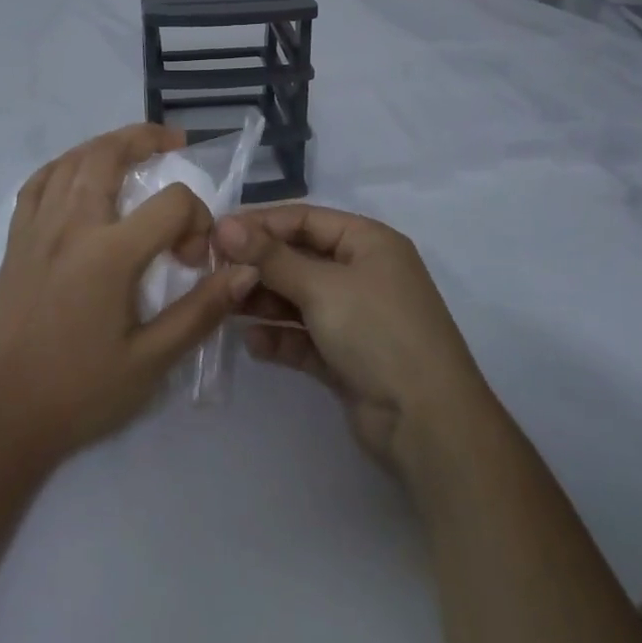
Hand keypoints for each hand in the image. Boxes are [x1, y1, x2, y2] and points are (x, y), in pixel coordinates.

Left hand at [0, 124, 259, 469]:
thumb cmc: (77, 394)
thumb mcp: (149, 362)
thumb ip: (200, 311)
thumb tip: (244, 271)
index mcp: (109, 254)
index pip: (171, 203)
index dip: (196, 219)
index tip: (194, 260)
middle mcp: (71, 226)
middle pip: (110, 154)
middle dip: (146, 138)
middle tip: (173, 142)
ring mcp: (37, 229)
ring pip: (72, 160)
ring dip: (106, 145)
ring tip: (133, 151)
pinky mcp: (15, 242)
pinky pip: (38, 183)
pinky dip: (64, 165)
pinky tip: (76, 174)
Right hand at [214, 205, 492, 477]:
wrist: (428, 423)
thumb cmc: (377, 332)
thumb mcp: (322, 287)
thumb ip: (271, 257)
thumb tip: (224, 225)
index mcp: (369, 242)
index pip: (306, 219)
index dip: (261, 223)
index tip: (216, 233)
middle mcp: (364, 273)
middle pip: (300, 259)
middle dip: (259, 266)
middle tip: (213, 272)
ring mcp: (356, 317)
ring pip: (300, 300)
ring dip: (264, 302)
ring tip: (224, 307)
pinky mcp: (347, 357)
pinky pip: (305, 338)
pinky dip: (280, 338)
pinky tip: (252, 344)